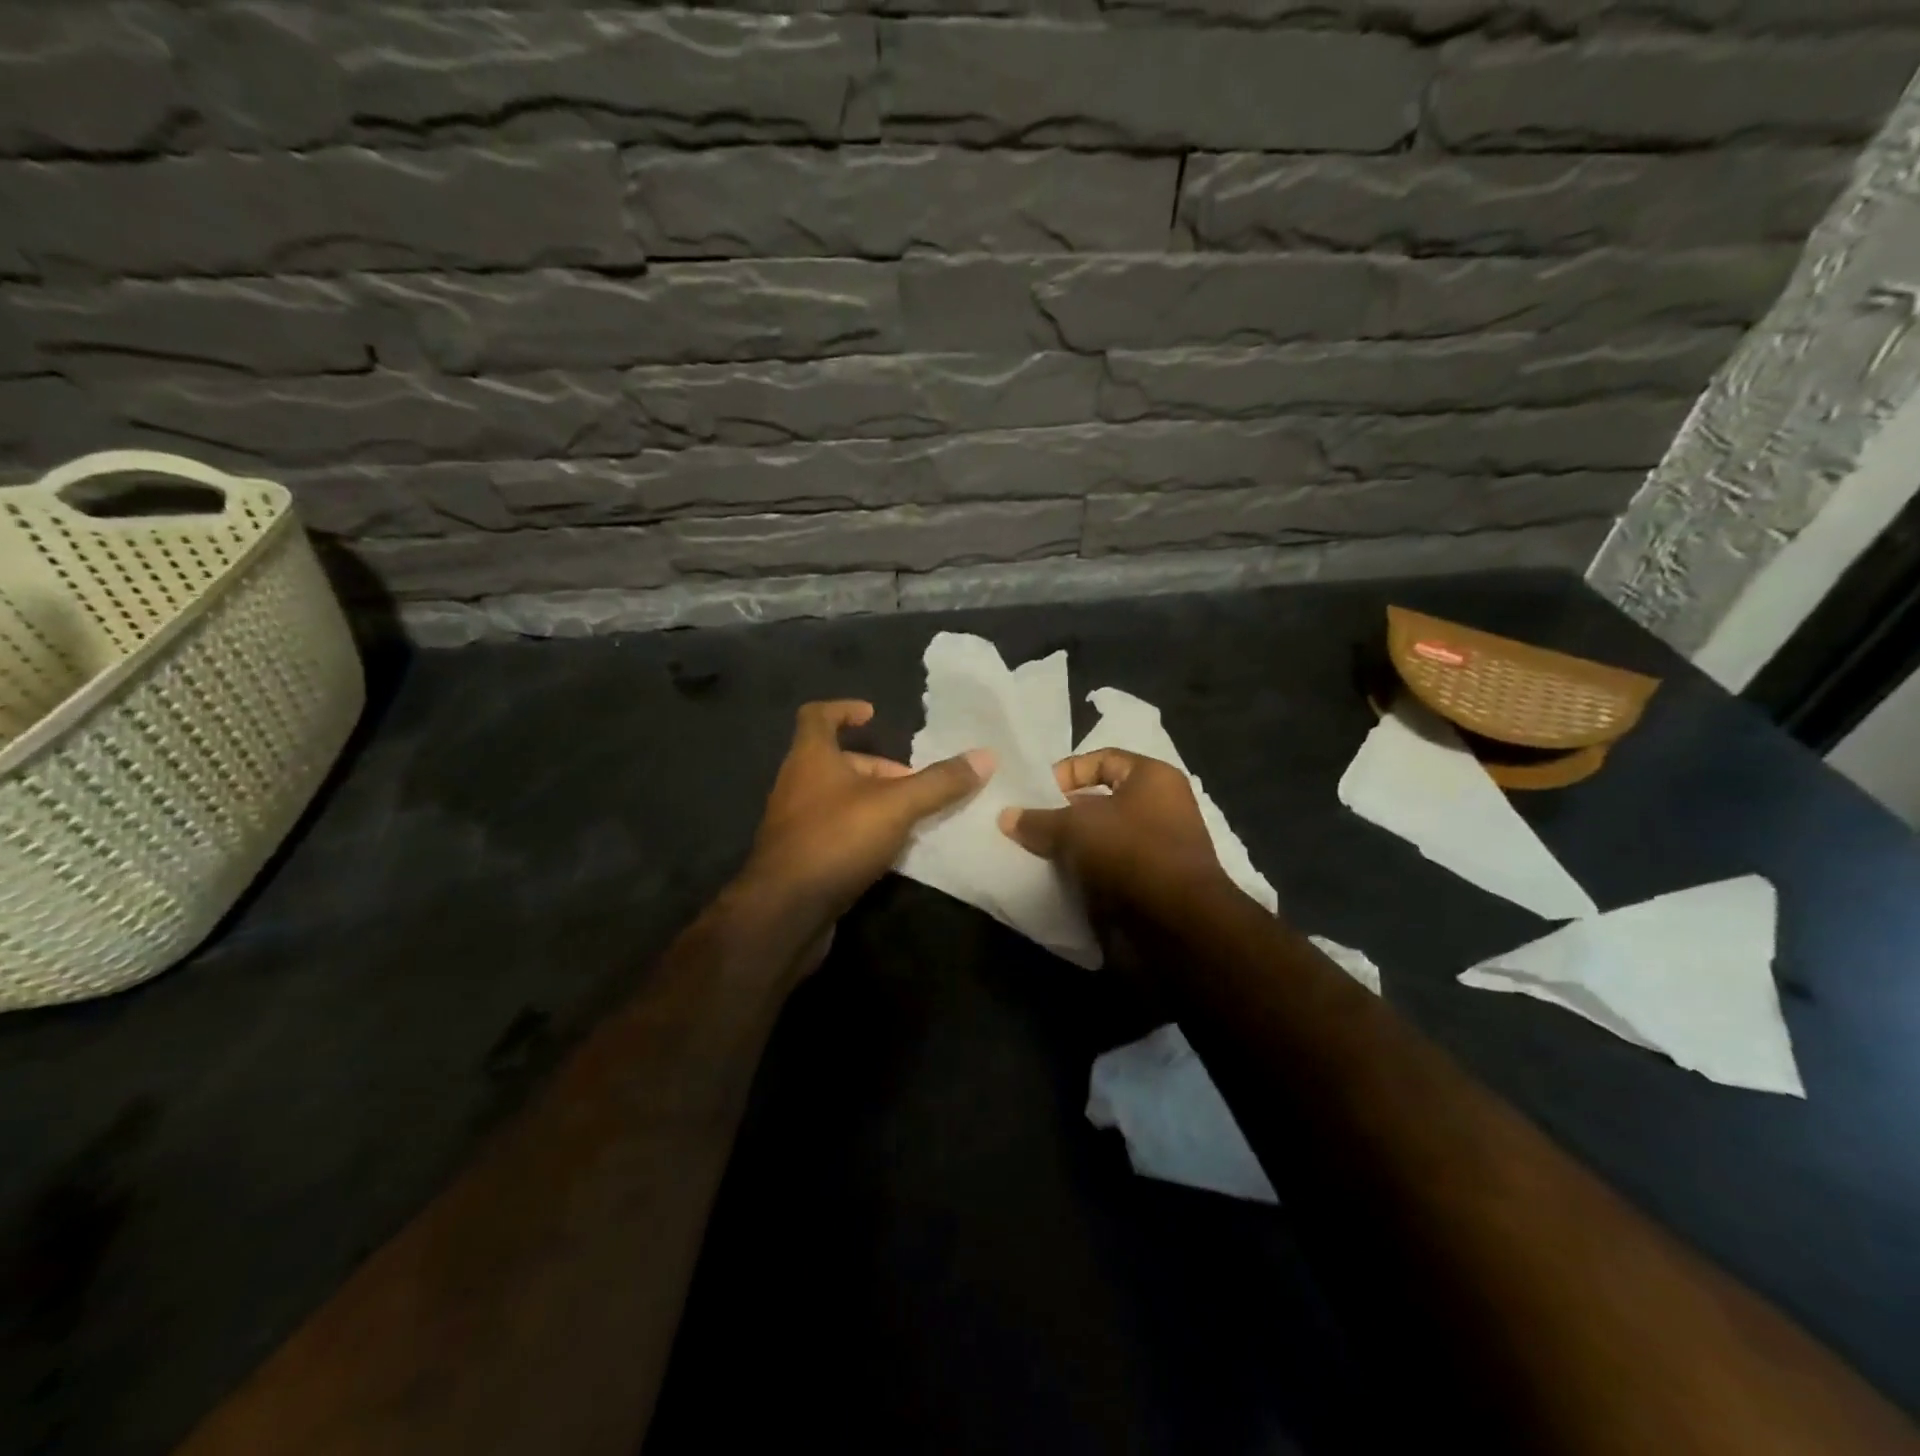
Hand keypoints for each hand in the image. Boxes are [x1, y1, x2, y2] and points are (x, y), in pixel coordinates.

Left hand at [740, 700, 992, 930]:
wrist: (785, 913)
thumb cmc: (836, 840)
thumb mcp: (896, 806)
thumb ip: (939, 782)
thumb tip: (986, 756)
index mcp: (810, 758)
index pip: (817, 716)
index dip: (844, 709)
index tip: (872, 715)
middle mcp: (796, 784)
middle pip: (837, 762)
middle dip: (877, 768)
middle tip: (913, 784)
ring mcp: (794, 824)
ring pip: (837, 799)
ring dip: (872, 802)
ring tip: (910, 817)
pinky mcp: (800, 858)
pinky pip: (835, 832)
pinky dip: (862, 832)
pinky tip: (890, 851)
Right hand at [997, 749, 1233, 912]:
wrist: (1176, 926)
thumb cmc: (1130, 853)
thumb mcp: (1075, 828)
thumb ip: (1038, 820)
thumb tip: (1006, 817)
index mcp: (1153, 779)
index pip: (1102, 759)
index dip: (1066, 772)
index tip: (1035, 794)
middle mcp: (1160, 809)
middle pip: (1099, 802)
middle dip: (1061, 814)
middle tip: (1026, 826)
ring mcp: (1155, 850)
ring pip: (1100, 840)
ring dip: (1069, 848)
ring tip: (1031, 854)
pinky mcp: (1148, 886)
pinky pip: (1106, 871)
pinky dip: (1082, 875)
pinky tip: (1051, 881)